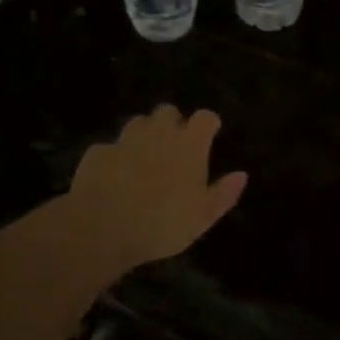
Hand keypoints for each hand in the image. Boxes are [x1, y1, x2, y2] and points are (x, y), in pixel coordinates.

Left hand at [66, 105, 247, 268]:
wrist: (102, 228)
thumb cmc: (163, 223)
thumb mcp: (202, 216)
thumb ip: (224, 193)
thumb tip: (242, 175)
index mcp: (189, 144)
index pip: (205, 117)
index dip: (208, 123)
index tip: (210, 134)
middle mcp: (158, 132)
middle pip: (168, 111)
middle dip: (172, 123)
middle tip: (174, 146)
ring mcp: (125, 139)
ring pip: (138, 122)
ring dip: (144, 134)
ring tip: (144, 157)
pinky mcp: (98, 152)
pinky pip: (110, 147)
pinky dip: (115, 157)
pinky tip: (113, 176)